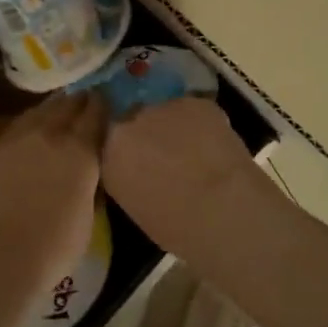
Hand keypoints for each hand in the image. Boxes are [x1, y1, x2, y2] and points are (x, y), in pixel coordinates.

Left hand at [0, 93, 105, 297]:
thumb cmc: (52, 249)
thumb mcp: (86, 217)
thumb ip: (88, 186)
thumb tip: (86, 174)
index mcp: (80, 150)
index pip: (95, 113)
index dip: (101, 106)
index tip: (104, 103)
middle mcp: (48, 133)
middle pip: (66, 104)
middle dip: (76, 102)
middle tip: (82, 101)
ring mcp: (14, 138)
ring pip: (36, 112)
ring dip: (49, 110)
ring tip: (55, 111)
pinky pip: (11, 131)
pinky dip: (22, 130)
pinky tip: (23, 139)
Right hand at [102, 98, 281, 257]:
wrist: (222, 209)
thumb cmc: (174, 225)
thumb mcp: (132, 203)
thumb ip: (125, 174)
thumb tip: (135, 166)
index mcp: (108, 150)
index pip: (105, 135)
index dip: (120, 142)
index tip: (132, 155)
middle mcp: (128, 120)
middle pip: (132, 117)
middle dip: (143, 130)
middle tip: (160, 151)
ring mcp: (162, 106)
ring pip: (163, 110)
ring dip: (171, 124)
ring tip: (189, 148)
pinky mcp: (195, 102)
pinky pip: (191, 109)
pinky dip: (199, 123)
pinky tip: (211, 144)